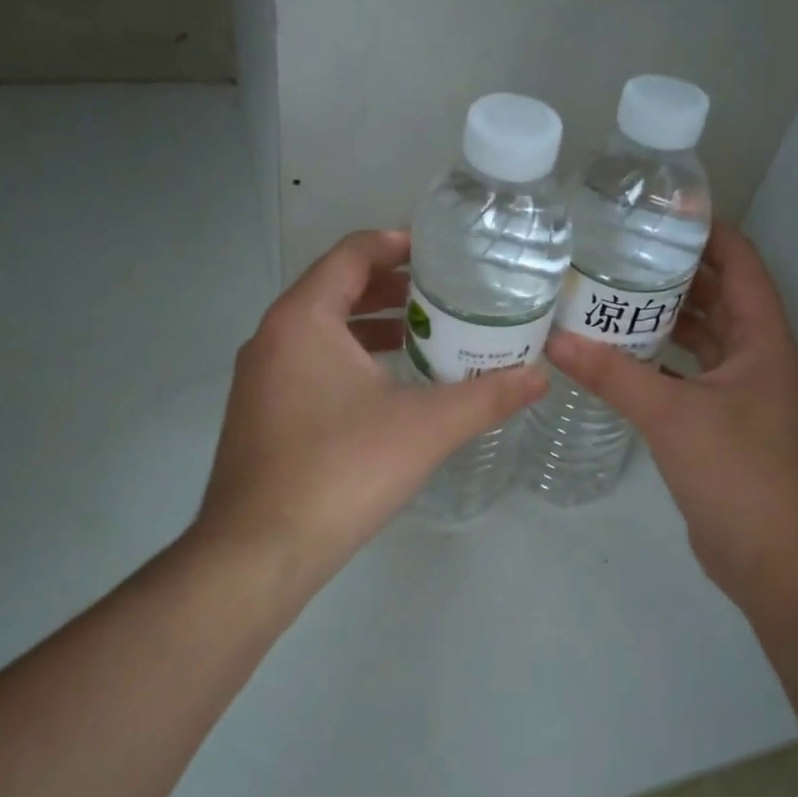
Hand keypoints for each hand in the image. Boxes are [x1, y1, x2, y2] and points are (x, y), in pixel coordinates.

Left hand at [194, 229, 547, 587]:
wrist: (258, 552)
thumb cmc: (342, 470)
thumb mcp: (425, 428)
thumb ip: (486, 397)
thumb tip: (539, 377)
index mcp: (303, 319)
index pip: (351, 254)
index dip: (395, 243)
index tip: (439, 251)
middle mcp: (272, 337)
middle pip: (334, 289)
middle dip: (389, 287)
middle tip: (441, 295)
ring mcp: (259, 379)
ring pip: (320, 331)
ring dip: (369, 326)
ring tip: (422, 336)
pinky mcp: (259, 414)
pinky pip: (308, 364)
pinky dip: (348, 359)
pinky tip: (386, 389)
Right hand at [544, 223, 797, 608]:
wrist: (766, 554)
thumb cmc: (734, 472)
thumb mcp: (670, 414)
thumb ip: (612, 374)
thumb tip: (554, 340)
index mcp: (762, 338)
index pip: (741, 262)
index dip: (709, 231)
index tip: (660, 212)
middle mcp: (754, 354)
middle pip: (718, 293)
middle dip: (676, 269)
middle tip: (620, 247)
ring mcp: (737, 388)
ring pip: (701, 332)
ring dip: (664, 312)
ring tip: (611, 288)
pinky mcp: (717, 416)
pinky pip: (686, 368)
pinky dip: (657, 354)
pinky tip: (616, 348)